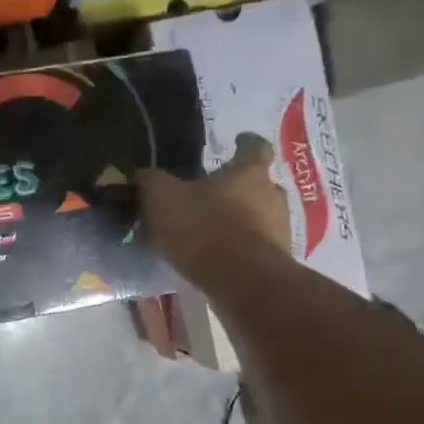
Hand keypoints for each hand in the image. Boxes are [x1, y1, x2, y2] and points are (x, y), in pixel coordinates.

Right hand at [138, 133, 293, 292]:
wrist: (240, 281)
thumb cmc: (203, 227)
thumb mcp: (163, 198)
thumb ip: (152, 182)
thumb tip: (143, 174)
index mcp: (249, 173)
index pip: (255, 147)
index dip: (246, 143)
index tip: (238, 142)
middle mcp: (272, 196)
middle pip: (260, 185)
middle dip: (240, 189)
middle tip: (215, 195)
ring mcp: (280, 230)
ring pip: (262, 217)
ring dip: (242, 221)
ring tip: (213, 231)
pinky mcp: (277, 262)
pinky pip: (258, 247)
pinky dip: (242, 249)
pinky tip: (219, 258)